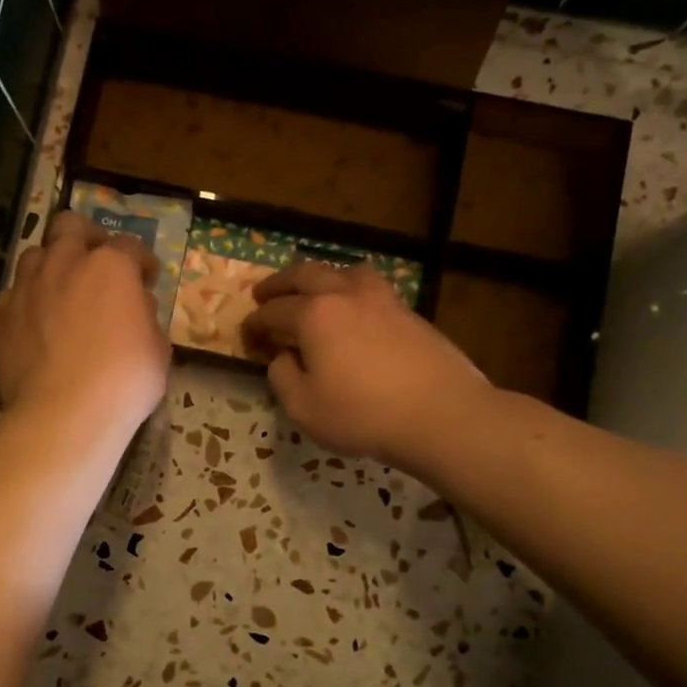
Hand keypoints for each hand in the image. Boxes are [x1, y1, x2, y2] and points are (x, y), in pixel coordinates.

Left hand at [0, 210, 169, 440]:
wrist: (63, 414)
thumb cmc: (124, 381)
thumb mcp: (157, 348)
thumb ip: (145, 317)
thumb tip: (135, 305)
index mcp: (110, 267)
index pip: (131, 246)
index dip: (142, 262)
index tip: (147, 278)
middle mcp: (64, 264)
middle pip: (70, 226)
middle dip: (86, 237)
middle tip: (97, 262)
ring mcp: (26, 287)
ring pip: (35, 255)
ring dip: (52, 266)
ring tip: (62, 292)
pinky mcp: (0, 315)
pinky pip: (13, 295)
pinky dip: (28, 302)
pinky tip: (36, 326)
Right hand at [241, 262, 490, 471]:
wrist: (441, 414)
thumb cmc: (363, 414)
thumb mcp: (304, 408)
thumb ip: (282, 377)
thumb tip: (283, 357)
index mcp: (314, 314)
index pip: (273, 311)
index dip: (254, 323)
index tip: (246, 335)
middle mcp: (345, 294)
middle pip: (305, 274)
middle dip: (279, 283)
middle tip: (263, 293)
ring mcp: (382, 298)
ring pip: (343, 271)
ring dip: (320, 277)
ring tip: (313, 290)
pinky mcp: (408, 311)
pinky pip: (370, 287)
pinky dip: (350, 290)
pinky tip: (353, 310)